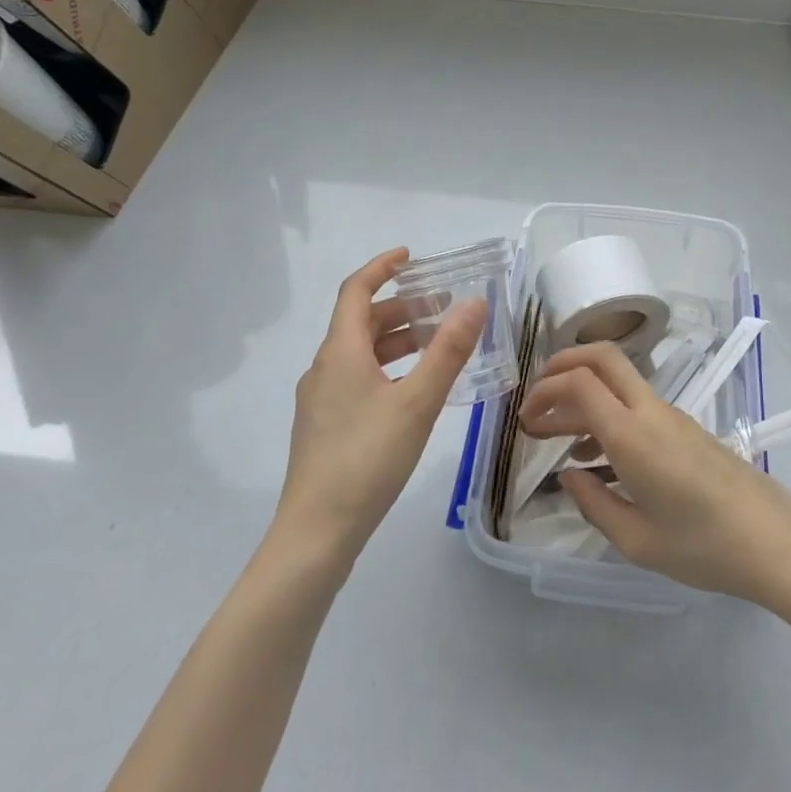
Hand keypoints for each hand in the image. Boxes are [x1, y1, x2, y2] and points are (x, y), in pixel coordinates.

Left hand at [272, 248, 486, 566]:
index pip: (355, 290)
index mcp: (340, 352)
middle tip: (442, 307)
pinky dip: (388, 367)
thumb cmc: (367, 459)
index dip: (381, 267)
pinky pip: (358, 377)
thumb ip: (449, 350)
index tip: (412, 257)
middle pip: (361, 321)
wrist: (316, 534)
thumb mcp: (418, 402)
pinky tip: (414, 390)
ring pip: (361, 352)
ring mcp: (321, 399)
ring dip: (397, 339)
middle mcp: (325, 367)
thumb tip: (474, 302)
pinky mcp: (325, 426)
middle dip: (402, 307)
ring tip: (437, 345)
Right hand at [518, 343, 790, 605]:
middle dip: (562, 366)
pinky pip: (634, 404)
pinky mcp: (684, 427)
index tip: (526, 419)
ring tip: (552, 436)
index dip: (546, 390)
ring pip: (617, 381)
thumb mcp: (638, 541)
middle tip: (536, 400)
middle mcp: (649, 411)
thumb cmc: (703, 547)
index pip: (580, 382)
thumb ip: (594, 504)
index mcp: (632, 435)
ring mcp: (670, 415)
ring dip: (582, 395)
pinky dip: (605, 413)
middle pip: (601, 357)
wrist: (773, 540)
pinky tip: (594, 456)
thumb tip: (569, 476)